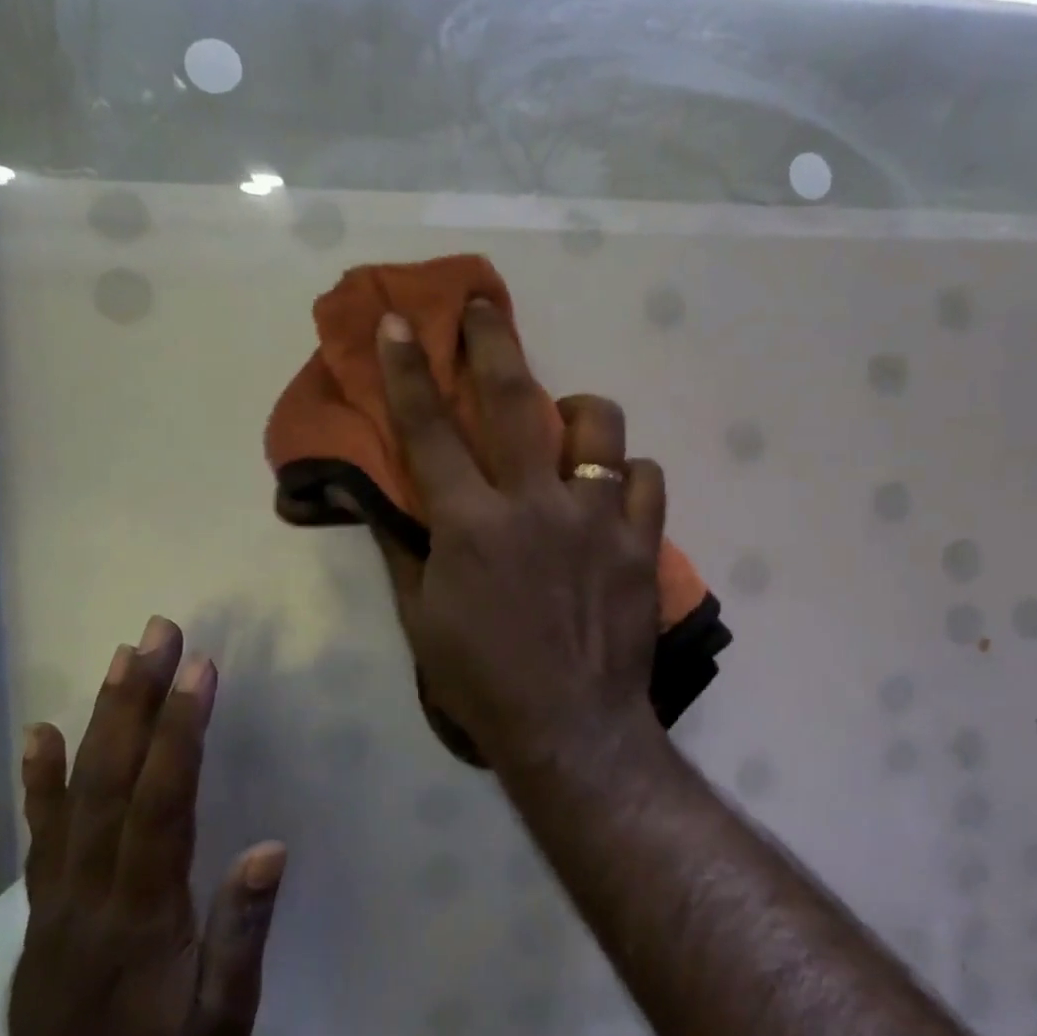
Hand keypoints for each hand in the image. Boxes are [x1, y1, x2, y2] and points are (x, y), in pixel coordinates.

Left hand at [0, 617, 285, 1035]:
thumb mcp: (223, 1019)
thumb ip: (242, 933)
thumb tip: (269, 847)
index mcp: (143, 909)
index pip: (163, 801)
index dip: (182, 731)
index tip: (200, 669)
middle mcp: (92, 888)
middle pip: (114, 778)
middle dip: (139, 698)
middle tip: (157, 634)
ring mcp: (59, 895)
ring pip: (76, 792)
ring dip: (100, 719)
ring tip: (119, 658)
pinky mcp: (43, 907)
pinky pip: (40, 832)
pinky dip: (38, 779)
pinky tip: (39, 734)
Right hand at [374, 302, 667, 773]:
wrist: (572, 727)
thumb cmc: (484, 681)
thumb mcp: (424, 620)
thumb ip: (407, 550)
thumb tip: (391, 499)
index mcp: (472, 525)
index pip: (429, 431)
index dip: (407, 370)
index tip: (397, 321)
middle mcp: (535, 505)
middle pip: (515, 400)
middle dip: (494, 342)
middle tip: (484, 307)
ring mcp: (596, 520)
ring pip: (600, 426)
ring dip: (580, 414)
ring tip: (571, 428)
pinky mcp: (642, 542)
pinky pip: (645, 477)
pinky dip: (627, 475)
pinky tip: (615, 491)